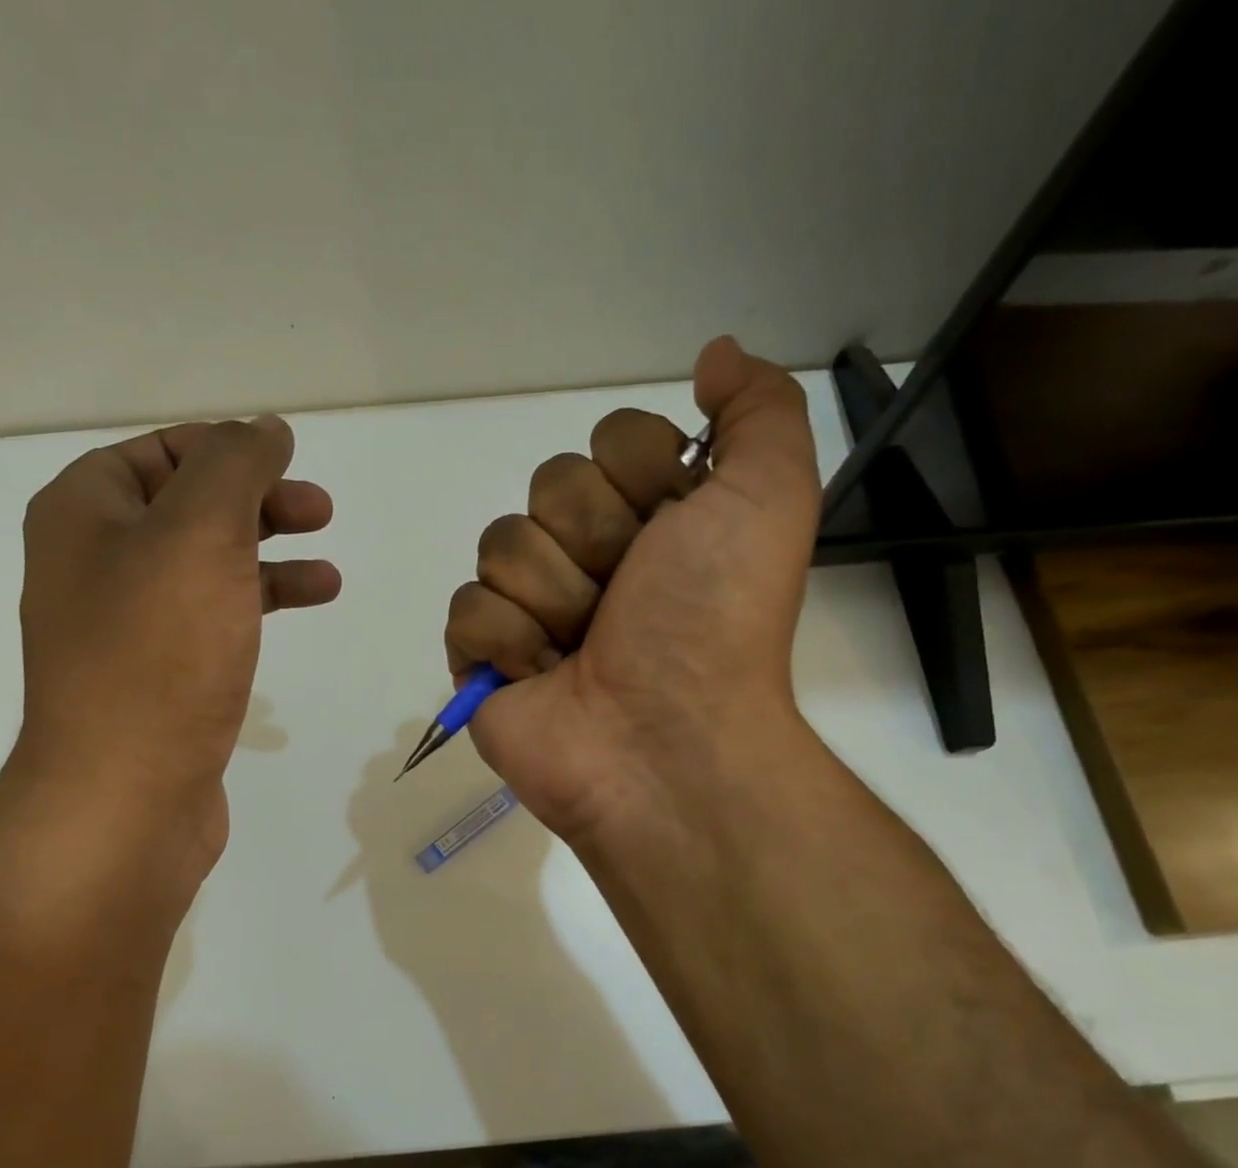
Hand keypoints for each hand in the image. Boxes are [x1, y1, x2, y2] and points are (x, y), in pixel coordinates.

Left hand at [7, 417, 339, 880]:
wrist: (127, 793)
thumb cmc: (159, 652)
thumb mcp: (201, 533)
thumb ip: (235, 467)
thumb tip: (264, 428)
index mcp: (83, 514)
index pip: (157, 452)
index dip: (223, 447)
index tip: (286, 460)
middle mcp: (94, 564)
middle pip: (185, 508)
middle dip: (255, 502)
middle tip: (319, 511)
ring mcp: (125, 627)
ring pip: (206, 568)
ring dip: (267, 558)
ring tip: (329, 574)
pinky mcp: (158, 678)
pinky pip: (211, 621)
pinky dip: (256, 608)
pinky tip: (300, 617)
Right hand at [443, 336, 819, 843]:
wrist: (665, 740)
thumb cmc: (714, 621)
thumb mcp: (770, 497)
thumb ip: (758, 410)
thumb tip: (711, 357)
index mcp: (652, 518)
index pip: (608, 440)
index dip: (637, 476)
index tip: (670, 528)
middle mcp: (591, 555)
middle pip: (547, 487)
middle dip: (592, 542)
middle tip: (624, 599)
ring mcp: (533, 608)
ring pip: (501, 544)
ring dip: (552, 598)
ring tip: (583, 649)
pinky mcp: (485, 658)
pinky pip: (466, 609)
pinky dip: (505, 643)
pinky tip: (541, 675)